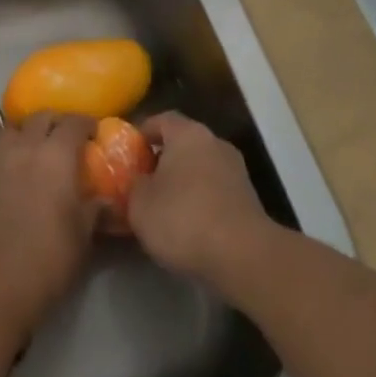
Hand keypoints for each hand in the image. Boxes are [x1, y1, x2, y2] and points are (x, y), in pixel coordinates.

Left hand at [0, 112, 99, 337]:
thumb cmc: (48, 258)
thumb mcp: (83, 237)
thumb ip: (95, 211)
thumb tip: (106, 201)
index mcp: (57, 155)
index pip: (74, 123)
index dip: (85, 123)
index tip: (93, 131)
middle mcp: (25, 147)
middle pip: (40, 118)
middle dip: (54, 122)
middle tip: (62, 137)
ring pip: (9, 130)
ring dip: (22, 134)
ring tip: (28, 148)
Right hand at [127, 112, 273, 285]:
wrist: (242, 256)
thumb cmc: (183, 218)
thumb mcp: (140, 203)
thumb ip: (133, 186)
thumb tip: (137, 182)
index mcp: (188, 133)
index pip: (161, 119)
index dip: (142, 133)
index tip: (127, 151)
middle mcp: (215, 143)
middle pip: (183, 144)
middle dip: (162, 161)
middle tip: (141, 182)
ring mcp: (236, 171)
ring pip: (200, 169)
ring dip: (182, 184)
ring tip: (162, 209)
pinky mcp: (248, 200)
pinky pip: (215, 192)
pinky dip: (200, 202)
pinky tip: (187, 227)